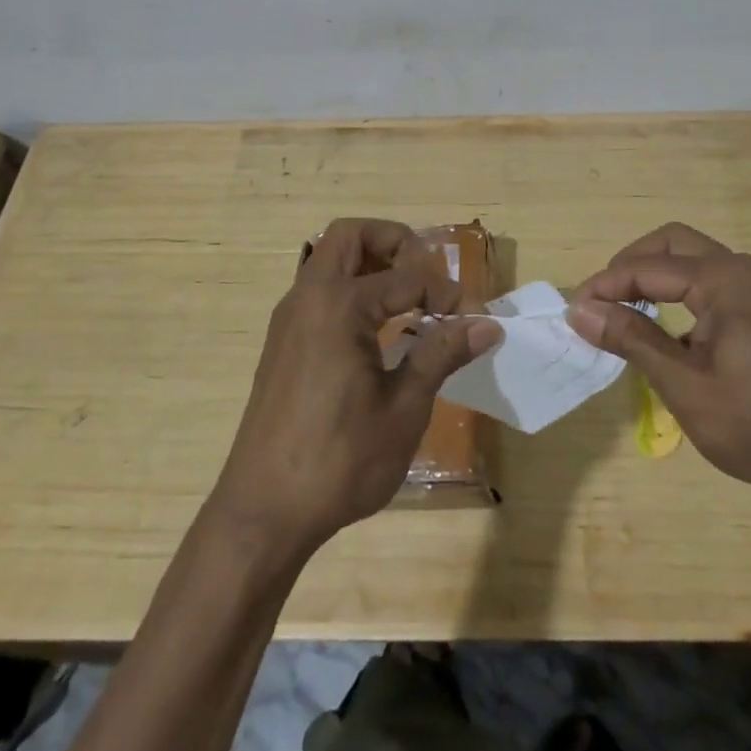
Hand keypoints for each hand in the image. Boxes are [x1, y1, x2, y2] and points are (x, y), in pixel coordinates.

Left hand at [211, 218, 502, 551]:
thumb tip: (486, 325)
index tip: (471, 321)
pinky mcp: (282, 344)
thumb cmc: (340, 460)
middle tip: (427, 274)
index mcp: (338, 305)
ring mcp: (289, 320)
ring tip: (410, 298)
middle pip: (350, 236)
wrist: (263, 513)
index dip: (445, 294)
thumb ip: (441, 355)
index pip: (407, 277)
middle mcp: (308, 298)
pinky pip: (319, 291)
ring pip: (330, 261)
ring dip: (371, 263)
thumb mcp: (404, 409)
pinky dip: (352, 289)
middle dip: (394, 242)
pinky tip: (379, 330)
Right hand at [567, 223, 750, 508]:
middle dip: (631, 265)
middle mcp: (746, 271)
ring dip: (656, 278)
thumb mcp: (686, 386)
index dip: (606, 285)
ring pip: (695, 262)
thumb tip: (581, 309)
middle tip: (600, 302)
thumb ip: (633, 339)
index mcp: (727, 280)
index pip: (650, 267)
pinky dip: (682, 295)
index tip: (573, 310)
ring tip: (625, 314)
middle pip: (674, 245)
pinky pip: (714, 285)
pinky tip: (668, 333)